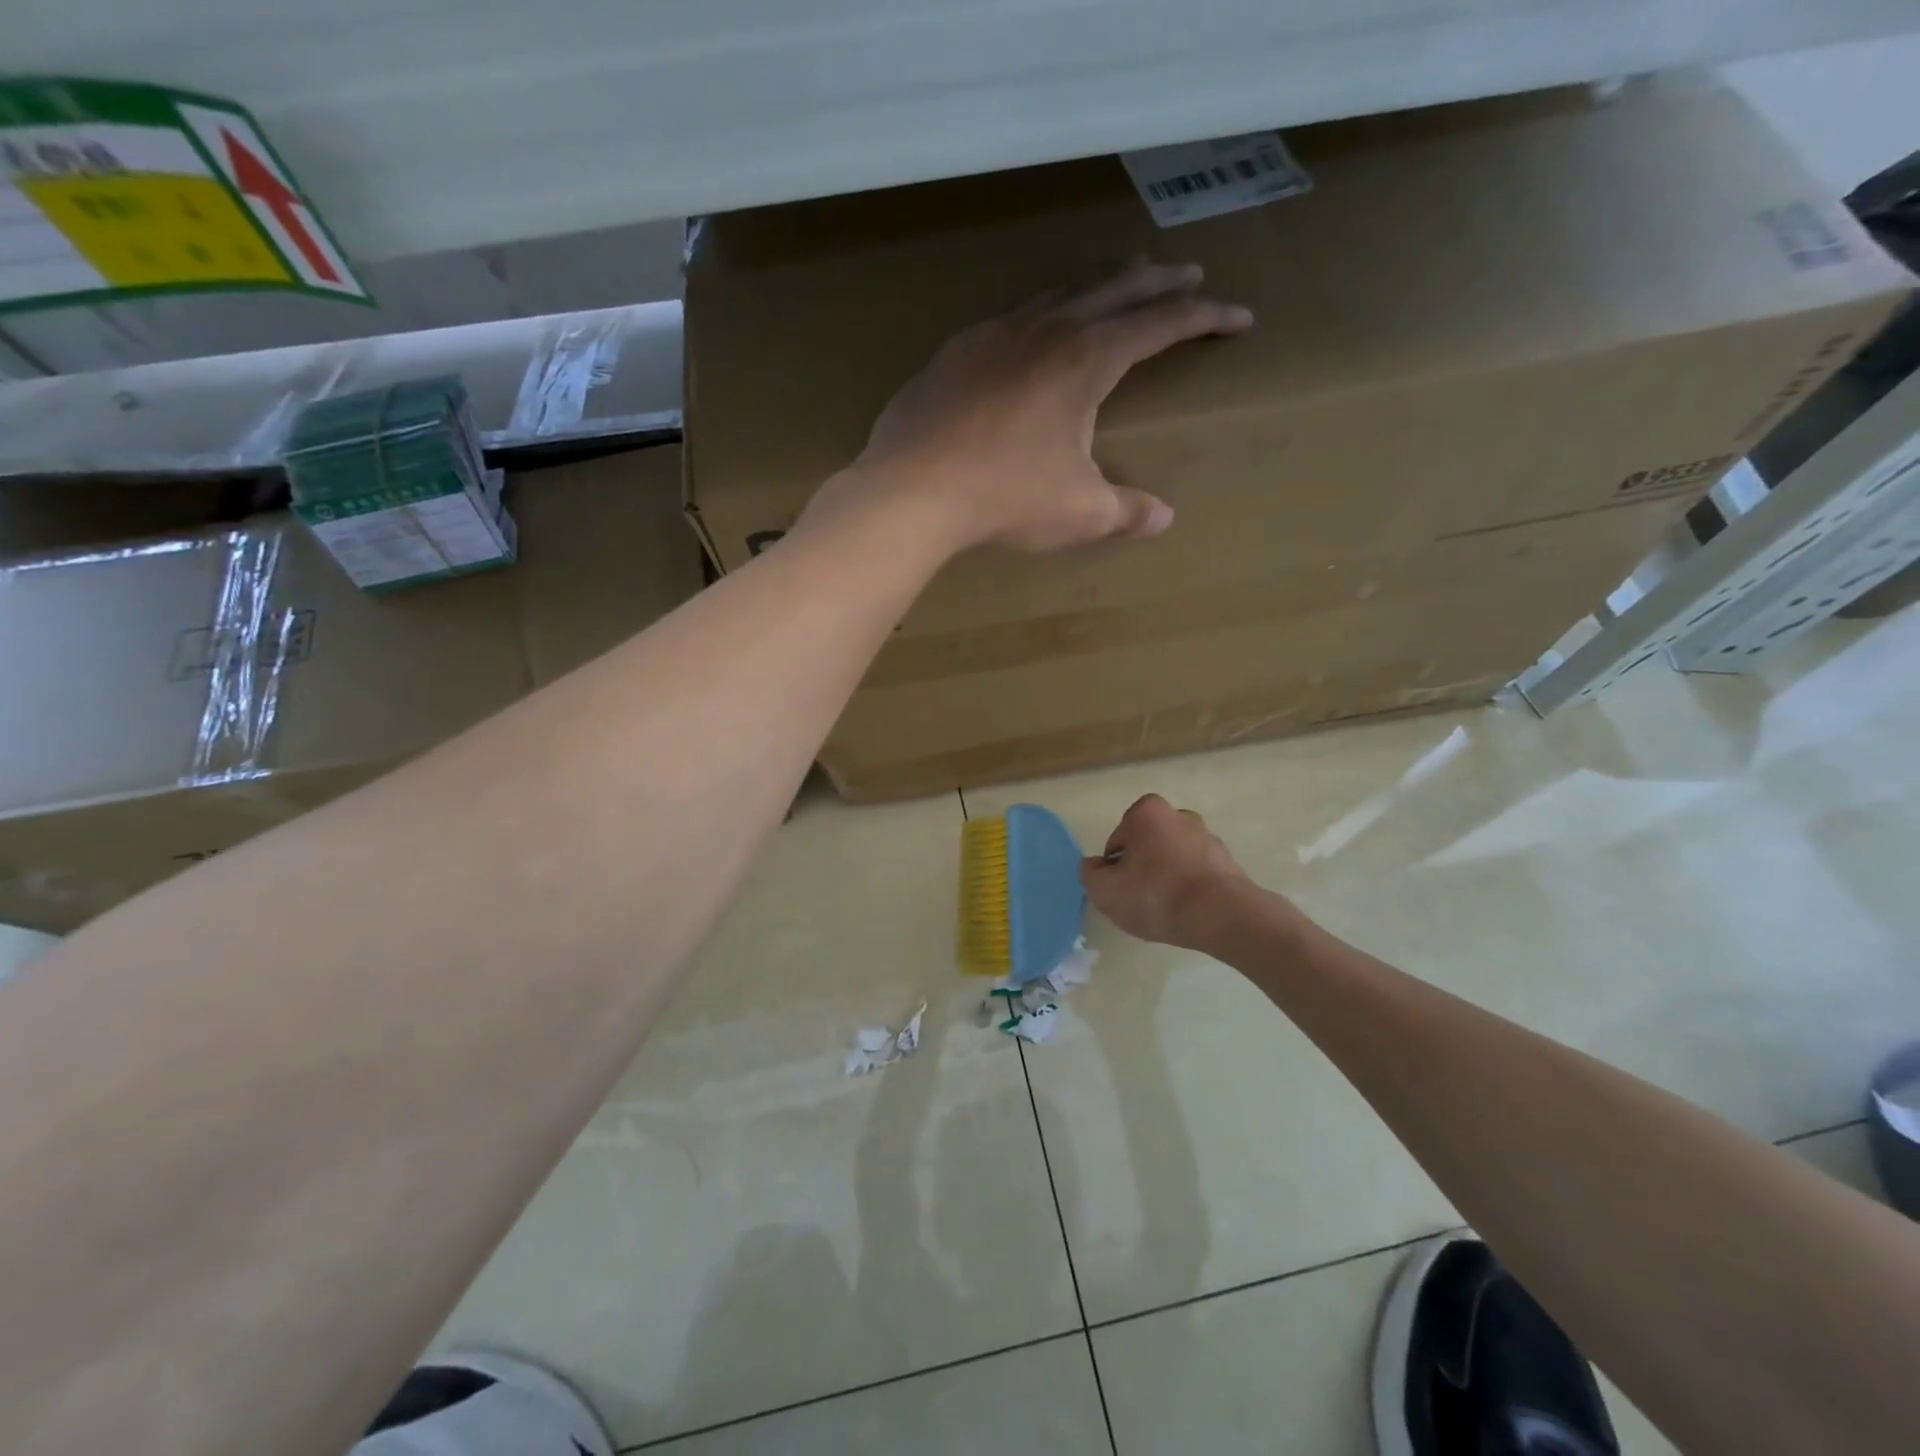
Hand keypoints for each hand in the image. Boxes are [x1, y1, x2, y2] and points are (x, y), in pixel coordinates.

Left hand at [826, 260, 1251, 552]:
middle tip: (1189, 275)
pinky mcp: (956, 351)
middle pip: (1115, 288)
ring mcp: (995, 333)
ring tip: (1120, 280)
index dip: (1205, 318)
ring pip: (1061, 290)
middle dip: (1160, 282)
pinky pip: (1012, 315)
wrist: (913, 489)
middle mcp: (1046, 330)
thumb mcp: (1079, 512)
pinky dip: (1042, 309)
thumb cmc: (1004, 498)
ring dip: (1100, 283)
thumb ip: (1126, 511)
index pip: (1161, 325)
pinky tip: (1034, 326)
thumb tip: (1163, 518)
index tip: (1238, 317)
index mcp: (1087, 360)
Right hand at [1081, 793, 1257, 949]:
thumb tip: (1095, 867)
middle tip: (1140, 901)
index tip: (1122, 891)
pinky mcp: (1227, 861)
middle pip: (1146, 847)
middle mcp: (1179, 815)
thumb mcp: (1105, 890)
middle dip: (1141, 870)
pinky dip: (1189, 888)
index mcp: (1146, 811)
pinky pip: (1195, 874)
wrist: (1221, 916)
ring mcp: (1207, 837)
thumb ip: (1090, 874)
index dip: (1114, 869)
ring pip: (1172, 860)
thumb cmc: (1156, 895)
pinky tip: (1187, 912)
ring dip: (1166, 879)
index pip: (1117, 842)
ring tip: (1165, 910)